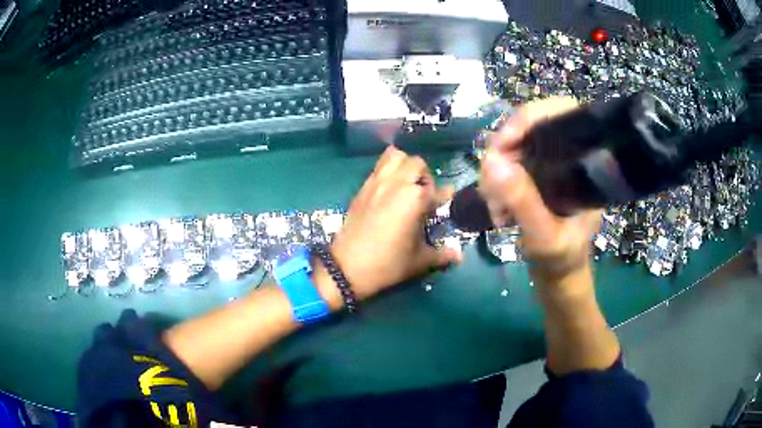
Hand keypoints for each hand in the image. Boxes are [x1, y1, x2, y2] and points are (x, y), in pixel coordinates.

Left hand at [328, 146, 462, 299]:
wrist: (348, 267)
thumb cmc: (388, 264)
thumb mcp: (419, 261)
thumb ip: (442, 254)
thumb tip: (459, 256)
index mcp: (415, 198)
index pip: (437, 190)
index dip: (444, 196)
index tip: (445, 202)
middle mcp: (397, 183)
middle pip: (417, 163)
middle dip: (424, 176)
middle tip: (422, 195)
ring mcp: (377, 182)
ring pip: (395, 156)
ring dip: (404, 165)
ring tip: (405, 184)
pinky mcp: (363, 187)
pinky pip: (378, 166)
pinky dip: (387, 169)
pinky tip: (389, 188)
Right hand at [479, 97, 601, 284]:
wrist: (558, 278)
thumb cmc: (561, 261)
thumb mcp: (543, 237)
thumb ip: (523, 202)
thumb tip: (492, 160)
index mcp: (586, 164)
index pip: (562, 114)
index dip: (529, 117)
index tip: (501, 143)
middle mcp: (569, 157)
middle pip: (531, 127)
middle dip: (504, 151)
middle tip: (489, 184)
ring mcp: (551, 166)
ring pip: (515, 145)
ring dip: (495, 171)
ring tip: (494, 207)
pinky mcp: (536, 177)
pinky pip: (509, 163)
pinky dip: (496, 181)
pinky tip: (496, 206)